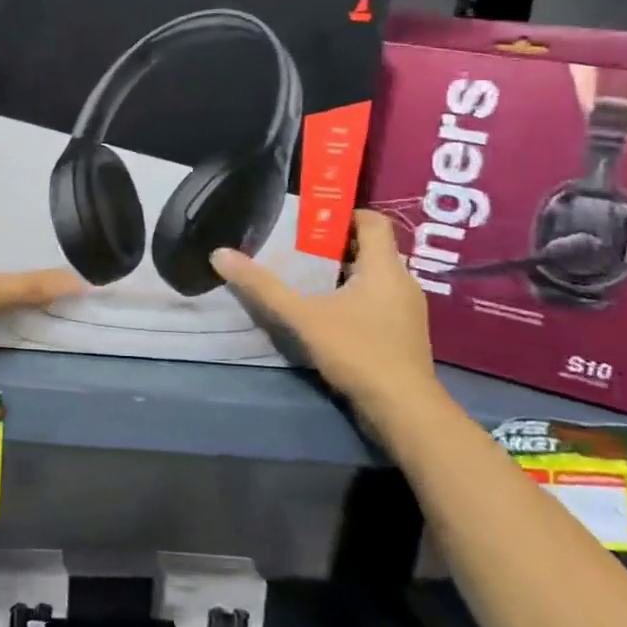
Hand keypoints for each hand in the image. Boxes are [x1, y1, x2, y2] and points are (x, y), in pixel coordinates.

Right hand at [210, 210, 438, 417]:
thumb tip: (220, 254)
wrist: (404, 411)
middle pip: (372, 249)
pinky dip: (353, 298)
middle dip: (335, 245)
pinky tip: (325, 313)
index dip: (345, 214)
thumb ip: (262, 287)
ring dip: (343, 273)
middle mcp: (403, 283)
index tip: (310, 220)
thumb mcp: (302, 317)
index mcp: (385, 268)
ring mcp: (407, 312)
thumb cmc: (358, 352)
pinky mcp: (403, 336)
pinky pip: (377, 302)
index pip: (374, 221)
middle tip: (297, 248)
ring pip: (374, 277)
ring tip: (305, 279)